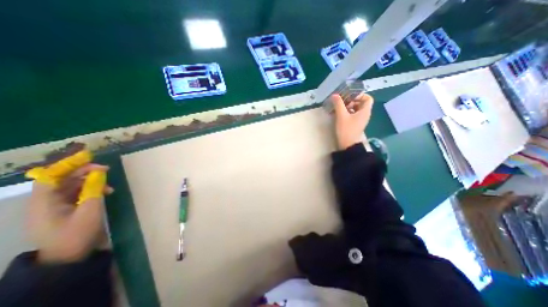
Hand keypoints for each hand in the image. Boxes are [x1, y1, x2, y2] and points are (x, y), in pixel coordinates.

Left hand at [25, 151, 110, 263]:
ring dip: (90, 182)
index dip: (68, 165)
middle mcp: (45, 202)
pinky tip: (104, 192)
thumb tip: (99, 173)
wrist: (69, 258)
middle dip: (84, 172)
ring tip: (108, 185)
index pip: (51, 176)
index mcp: (44, 202)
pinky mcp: (64, 210)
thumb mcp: (90, 211)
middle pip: (62, 179)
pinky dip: (90, 190)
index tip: (89, 159)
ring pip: (71, 186)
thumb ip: (94, 190)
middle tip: (106, 170)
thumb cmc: (77, 234)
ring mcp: (54, 207)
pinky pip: (76, 194)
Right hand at [332, 94, 375, 150]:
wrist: (347, 145)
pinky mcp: (355, 125)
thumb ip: (338, 104)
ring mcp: (360, 120)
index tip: (349, 97)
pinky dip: (347, 113)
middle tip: (342, 102)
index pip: (368, 98)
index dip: (359, 95)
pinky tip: (339, 114)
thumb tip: (335, 95)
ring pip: (356, 109)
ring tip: (339, 108)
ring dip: (348, 107)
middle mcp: (364, 115)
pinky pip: (353, 115)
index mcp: (365, 111)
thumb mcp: (341, 115)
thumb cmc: (346, 129)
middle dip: (351, 101)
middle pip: (361, 103)